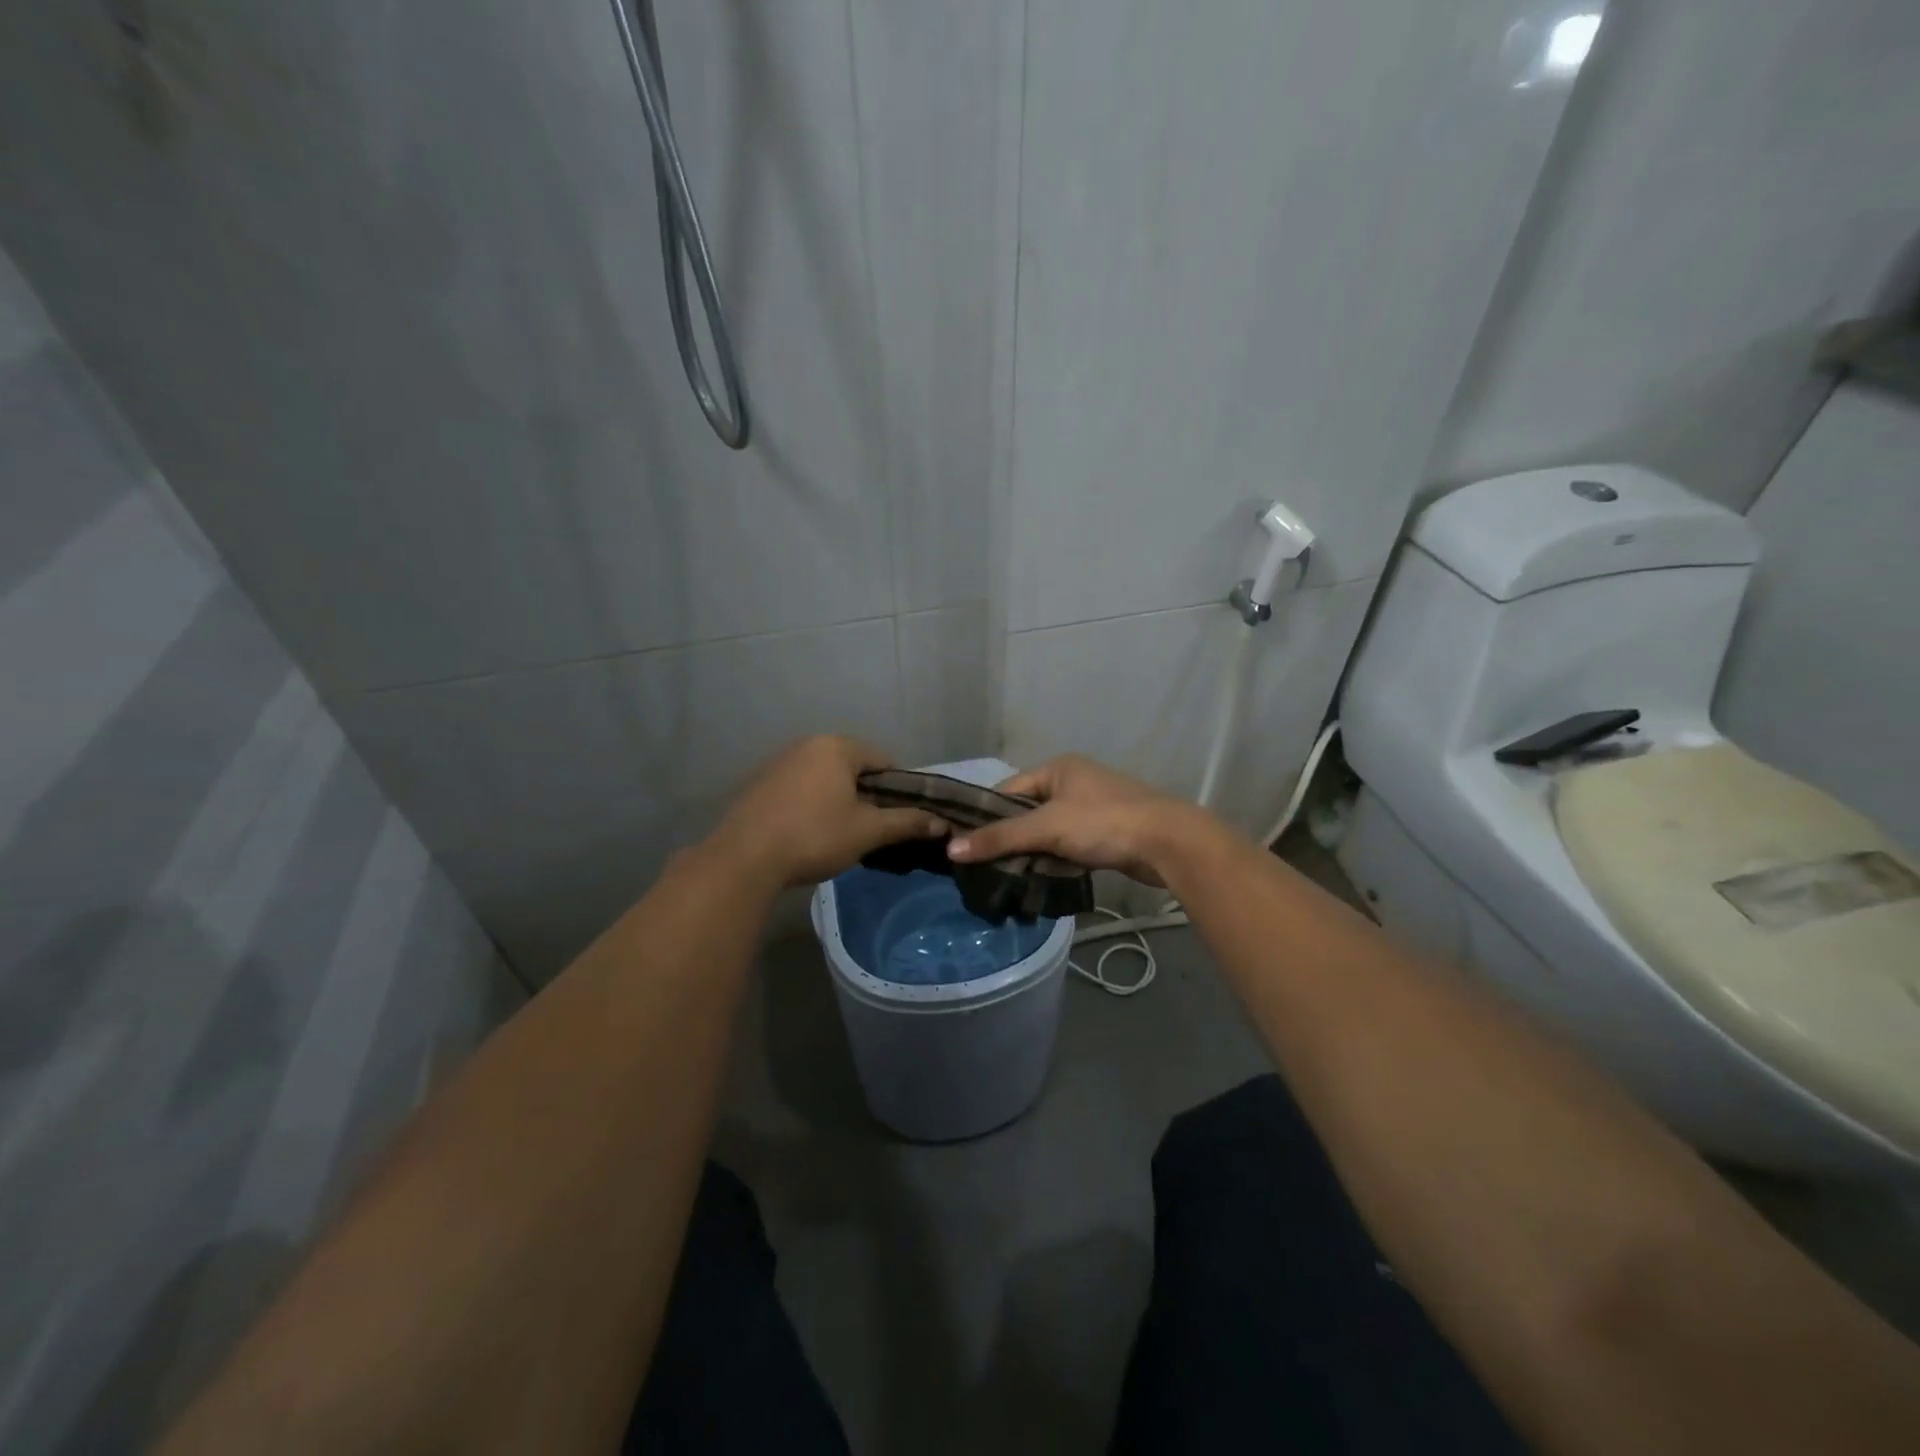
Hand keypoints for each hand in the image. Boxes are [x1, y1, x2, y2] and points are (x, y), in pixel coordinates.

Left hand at [708, 736, 948, 888]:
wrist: (745, 859)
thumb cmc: (815, 836)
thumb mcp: (868, 831)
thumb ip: (907, 822)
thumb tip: (943, 822)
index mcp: (837, 746)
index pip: (883, 760)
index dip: (899, 789)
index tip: (900, 818)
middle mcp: (807, 745)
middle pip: (853, 767)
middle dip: (867, 795)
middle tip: (873, 829)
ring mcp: (779, 762)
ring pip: (825, 779)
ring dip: (839, 801)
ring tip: (842, 835)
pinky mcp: (760, 784)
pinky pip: (800, 788)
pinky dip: (812, 805)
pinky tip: (810, 833)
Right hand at [946, 755, 1201, 887]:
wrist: (1168, 842)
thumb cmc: (1104, 823)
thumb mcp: (1047, 828)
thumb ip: (1000, 838)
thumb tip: (951, 849)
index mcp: (1058, 768)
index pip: (1007, 790)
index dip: (986, 817)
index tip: (965, 845)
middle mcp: (1073, 781)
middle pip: (1027, 812)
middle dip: (1009, 838)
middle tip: (984, 867)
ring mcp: (1092, 807)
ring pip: (1048, 831)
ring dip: (1032, 852)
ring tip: (1008, 877)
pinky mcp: (1106, 832)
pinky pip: (1068, 844)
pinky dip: (1054, 859)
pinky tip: (1041, 878)